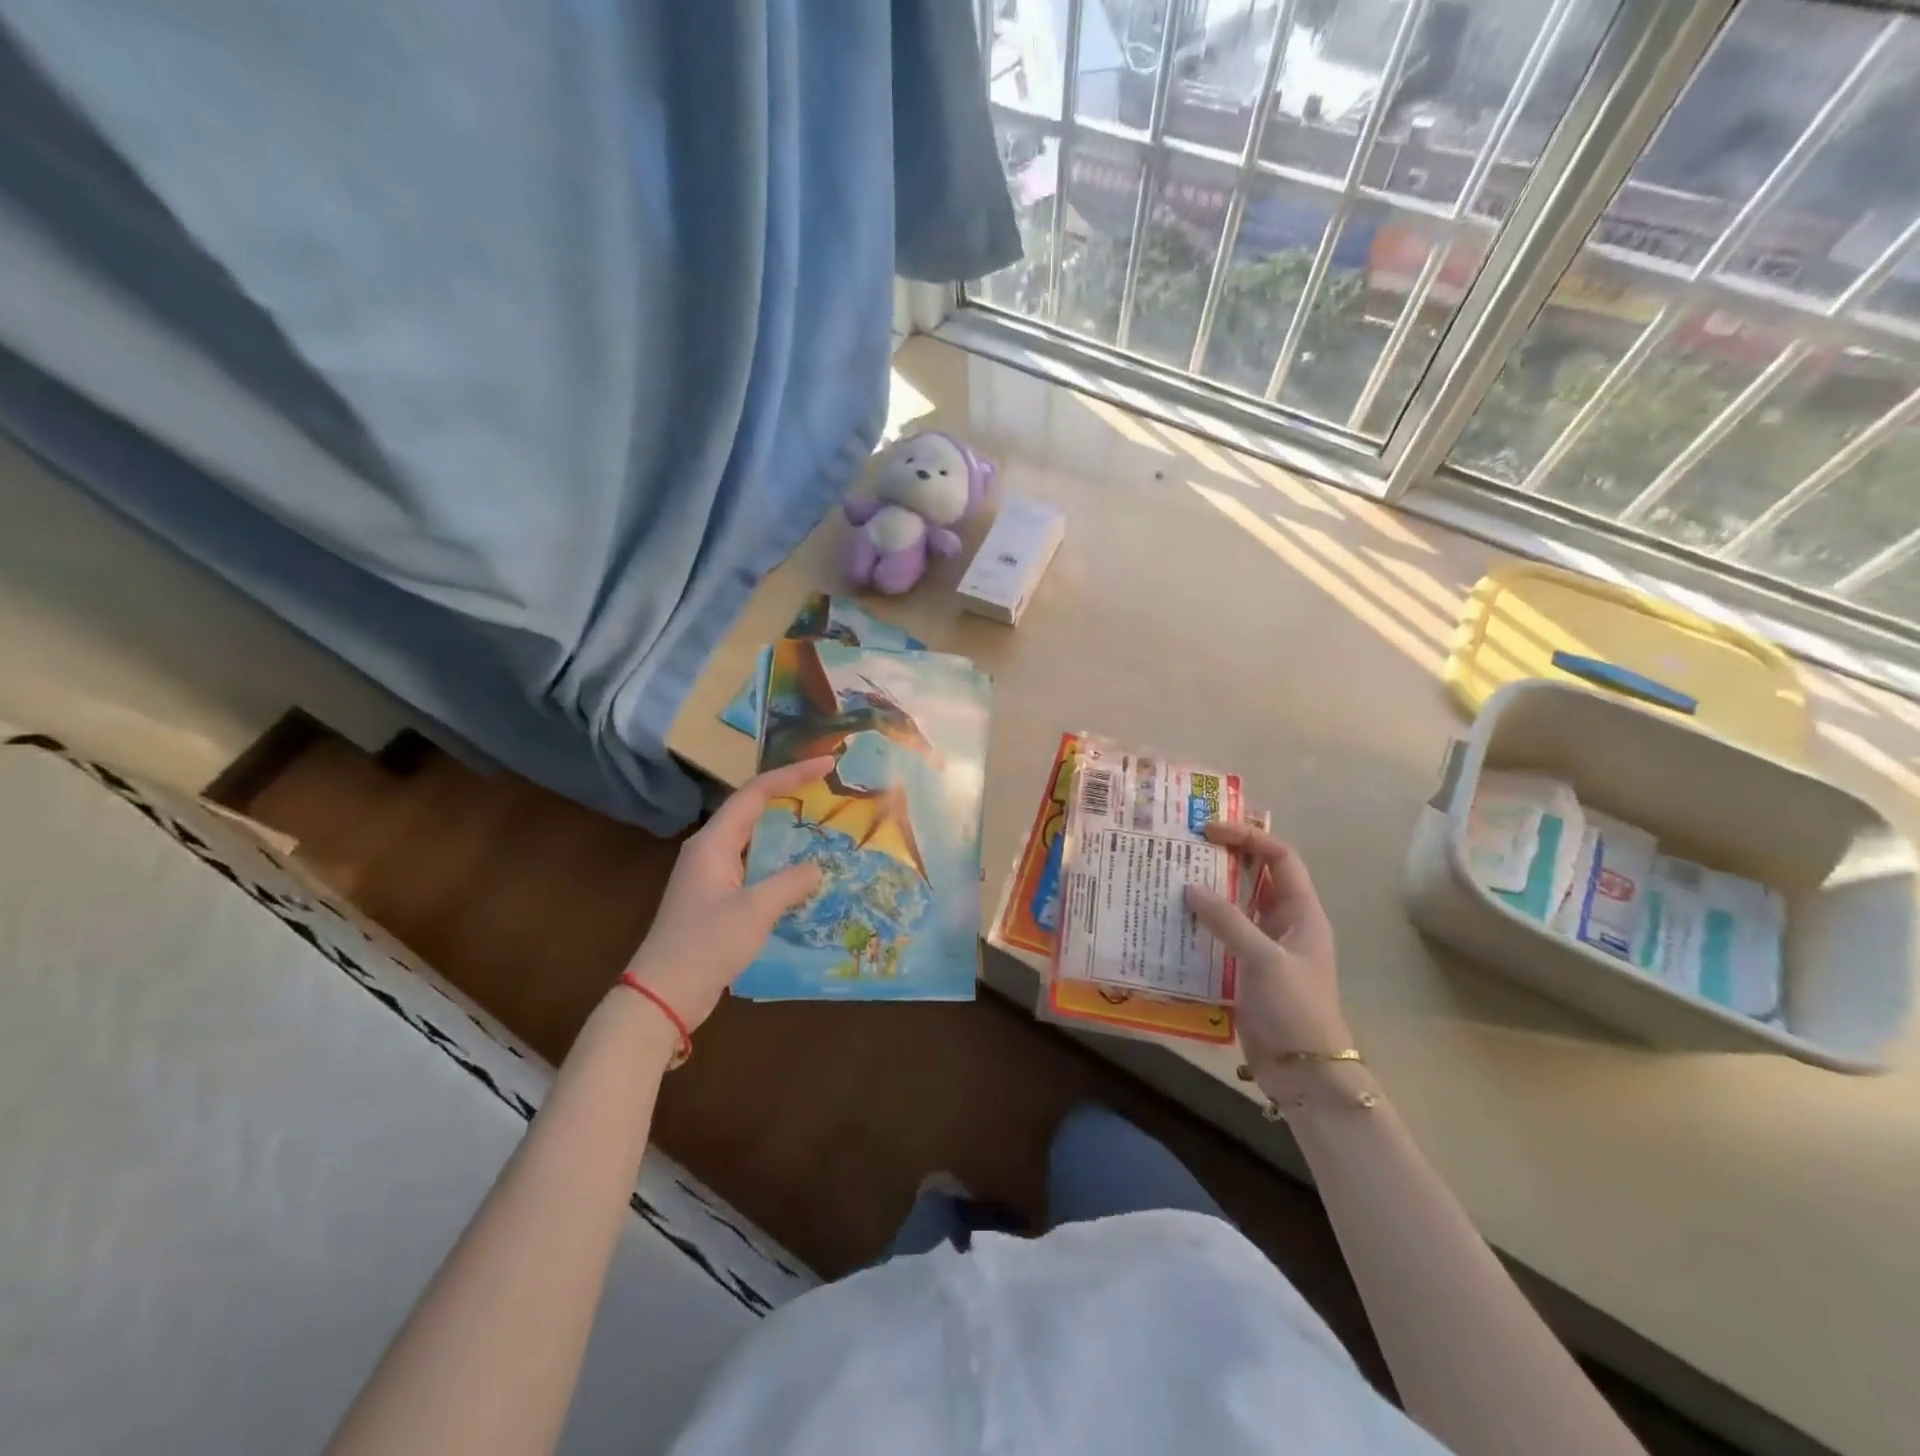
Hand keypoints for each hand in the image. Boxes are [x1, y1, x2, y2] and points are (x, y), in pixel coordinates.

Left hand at [621, 758, 830, 1031]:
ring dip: (786, 831)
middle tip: (828, 791)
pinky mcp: (716, 899)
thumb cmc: (706, 945)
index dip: (792, 775)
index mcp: (714, 842)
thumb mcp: (755, 910)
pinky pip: (753, 866)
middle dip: (790, 796)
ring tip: (822, 827)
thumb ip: (790, 883)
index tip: (826, 765)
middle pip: (753, 810)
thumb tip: (816, 868)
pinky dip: (779, 862)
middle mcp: (710, 850)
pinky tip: (802, 875)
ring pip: (754, 840)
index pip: (756, 793)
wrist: (663, 995)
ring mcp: (711, 875)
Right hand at [1185, 822, 1352, 1062]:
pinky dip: (1200, 922)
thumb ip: (1228, 921)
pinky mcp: (1245, 968)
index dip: (1248, 836)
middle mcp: (1284, 922)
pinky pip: (1221, 933)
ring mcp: (1264, 946)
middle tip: (1185, 843)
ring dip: (1208, 889)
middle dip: (1225, 856)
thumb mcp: (1264, 960)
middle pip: (1256, 875)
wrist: (1305, 1072)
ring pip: (1235, 904)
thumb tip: (1190, 887)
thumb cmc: (1295, 1009)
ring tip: (1170, 874)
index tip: (1209, 829)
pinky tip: (1171, 919)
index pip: (1280, 858)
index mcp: (1302, 912)